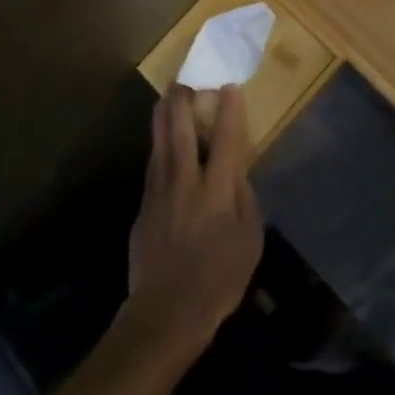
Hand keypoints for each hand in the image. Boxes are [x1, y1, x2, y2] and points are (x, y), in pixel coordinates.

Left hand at [124, 85, 264, 358]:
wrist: (166, 313)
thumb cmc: (218, 280)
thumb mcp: (250, 241)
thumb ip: (245, 199)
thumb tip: (237, 171)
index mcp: (217, 190)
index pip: (226, 138)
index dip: (229, 108)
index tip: (229, 86)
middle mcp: (186, 180)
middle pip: (181, 127)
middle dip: (183, 98)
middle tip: (186, 80)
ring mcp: (160, 189)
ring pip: (160, 139)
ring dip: (165, 113)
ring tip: (170, 94)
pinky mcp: (144, 203)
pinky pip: (153, 161)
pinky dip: (159, 142)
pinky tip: (162, 137)